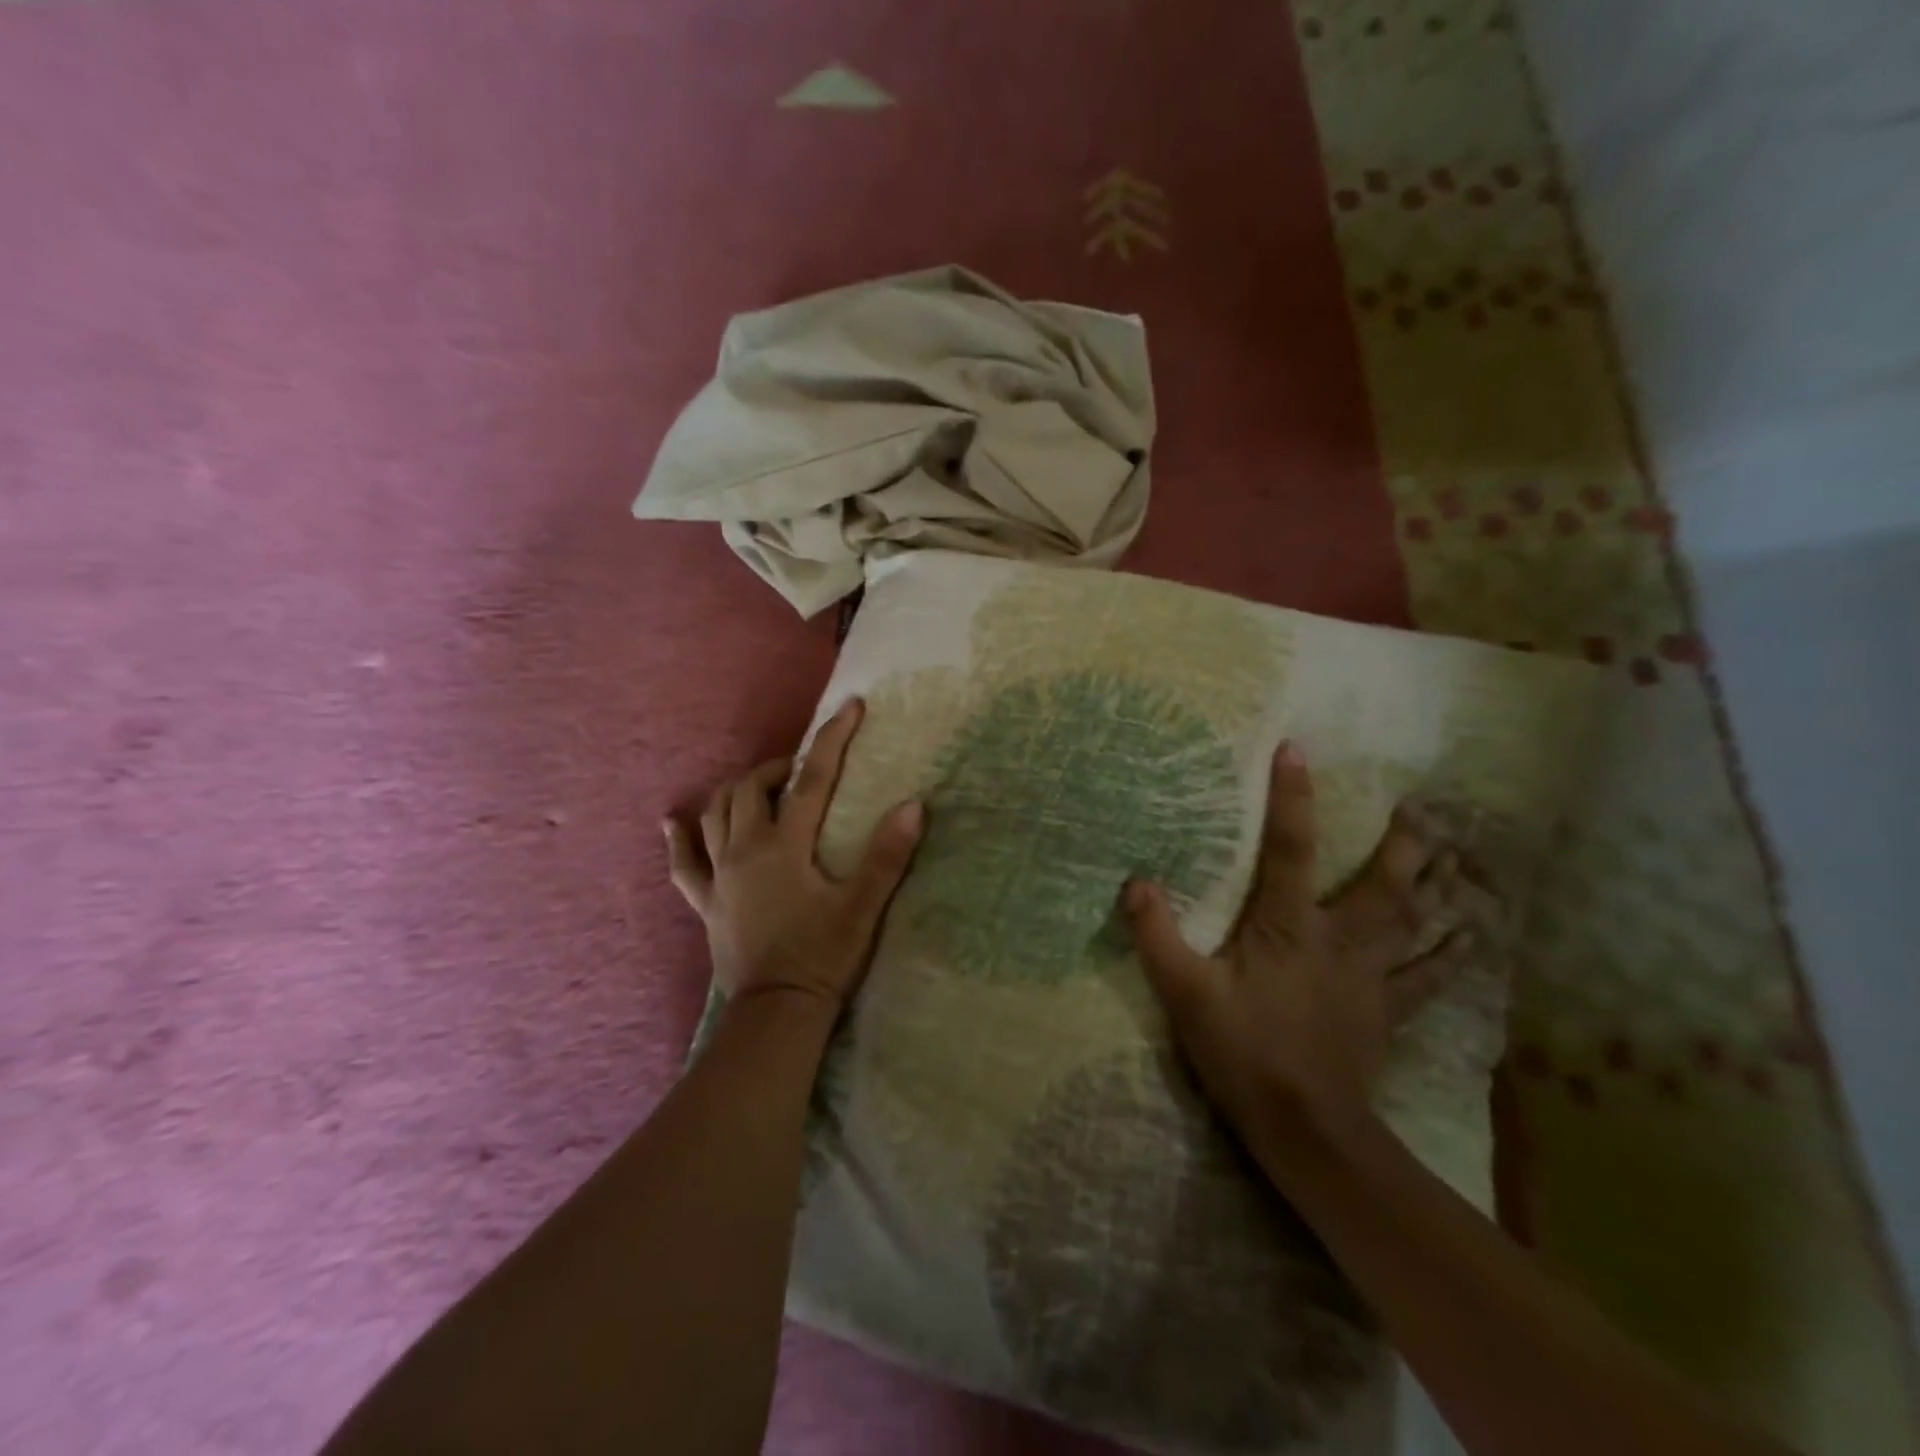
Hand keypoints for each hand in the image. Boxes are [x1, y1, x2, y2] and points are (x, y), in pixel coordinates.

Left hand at [664, 699, 924, 1010]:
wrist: (777, 1013)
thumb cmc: (823, 957)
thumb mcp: (863, 907)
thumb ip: (887, 855)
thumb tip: (912, 804)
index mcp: (784, 846)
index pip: (811, 778)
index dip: (832, 739)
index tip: (851, 707)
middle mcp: (745, 850)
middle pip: (752, 788)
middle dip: (777, 766)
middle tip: (802, 769)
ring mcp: (719, 876)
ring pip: (715, 813)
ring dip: (737, 791)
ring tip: (761, 788)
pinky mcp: (706, 902)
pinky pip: (683, 863)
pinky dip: (679, 838)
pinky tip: (674, 822)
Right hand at [1124, 742, 1483, 1144]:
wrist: (1305, 1129)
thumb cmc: (1242, 1052)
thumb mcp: (1184, 994)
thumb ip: (1157, 936)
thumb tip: (1136, 881)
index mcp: (1288, 927)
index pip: (1290, 849)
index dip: (1292, 798)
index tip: (1296, 750)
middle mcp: (1339, 940)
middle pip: (1382, 883)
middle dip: (1403, 843)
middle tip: (1422, 808)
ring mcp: (1371, 977)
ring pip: (1413, 922)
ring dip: (1436, 887)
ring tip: (1459, 855)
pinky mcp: (1387, 1010)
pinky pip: (1427, 977)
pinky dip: (1450, 955)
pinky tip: (1472, 937)